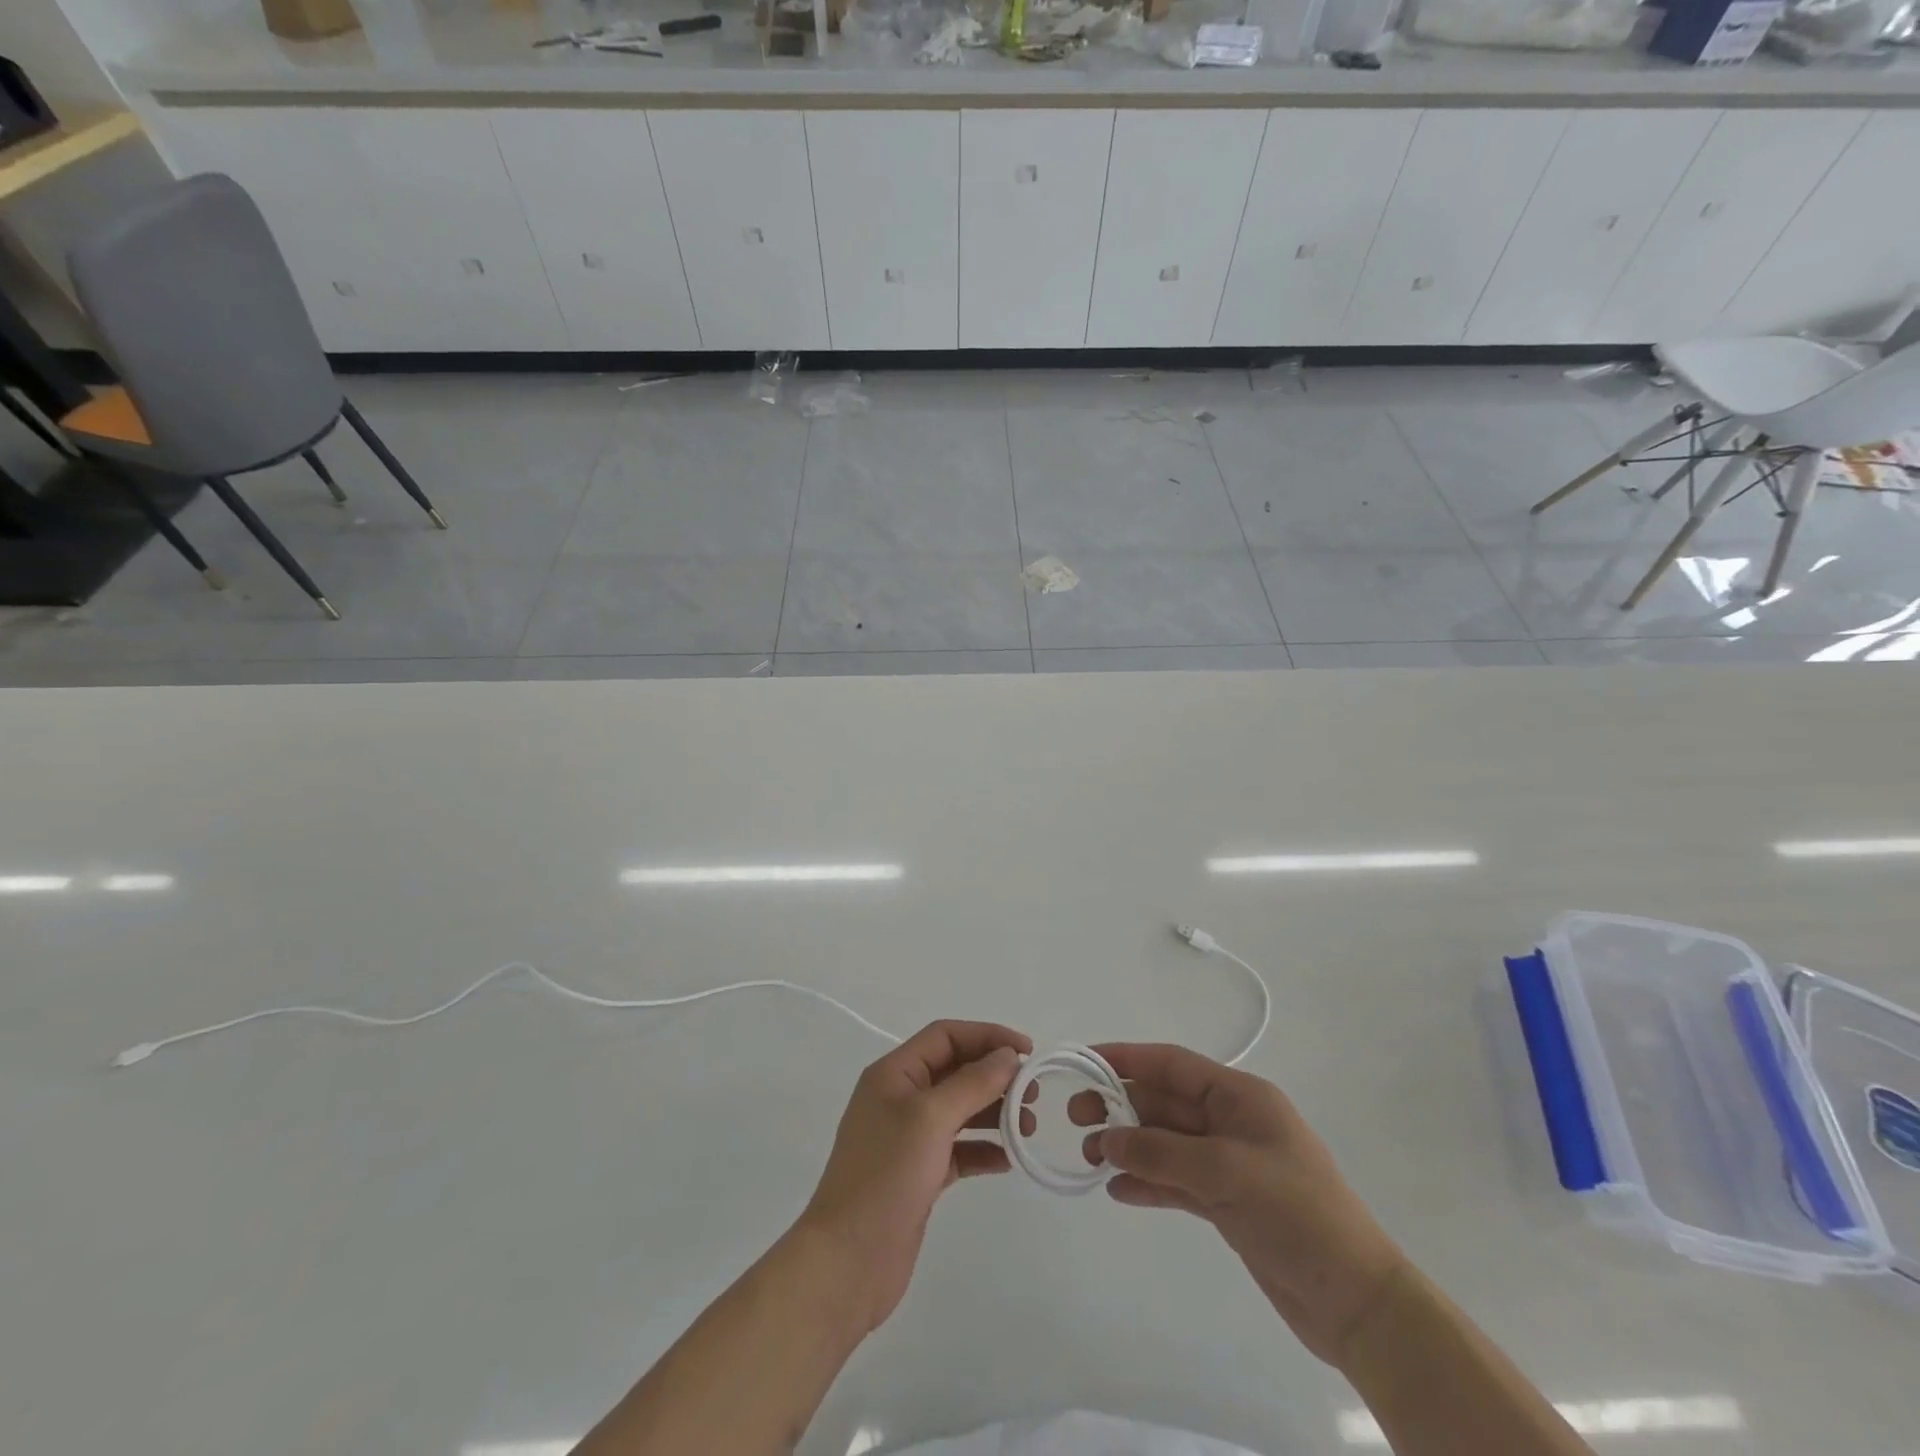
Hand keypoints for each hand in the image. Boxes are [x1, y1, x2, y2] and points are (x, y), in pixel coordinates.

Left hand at [795, 1020, 1032, 1334]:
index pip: (945, 1036)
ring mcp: (908, 1138)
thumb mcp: (931, 1118)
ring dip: (994, 1111)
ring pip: (960, 1110)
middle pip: (955, 1070)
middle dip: (994, 1075)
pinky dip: (983, 1149)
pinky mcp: (918, 1174)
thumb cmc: (886, 1176)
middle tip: (1033, 1092)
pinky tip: (1008, 1159)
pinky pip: (958, 1149)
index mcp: (894, 1073)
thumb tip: (1007, 1055)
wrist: (847, 1262)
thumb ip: (972, 1082)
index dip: (987, 1035)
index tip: (1027, 1051)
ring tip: (1028, 1125)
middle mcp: (900, 1098)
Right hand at [1071, 1043, 1406, 1367]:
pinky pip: (1176, 1182)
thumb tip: (1108, 1139)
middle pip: (1164, 1104)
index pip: (1173, 1064)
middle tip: (1076, 1119)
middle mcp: (1231, 1123)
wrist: (1356, 1301)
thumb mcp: (1226, 1173)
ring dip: (1128, 1147)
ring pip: (1165, 1144)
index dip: (1128, 1058)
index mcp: (1240, 1097)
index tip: (1085, 1062)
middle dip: (1120, 1107)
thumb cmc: (1297, 1214)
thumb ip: (1161, 1153)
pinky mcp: (1227, 1203)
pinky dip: (1148, 1183)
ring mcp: (1229, 1164)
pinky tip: (1118, 1191)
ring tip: (1090, 1158)